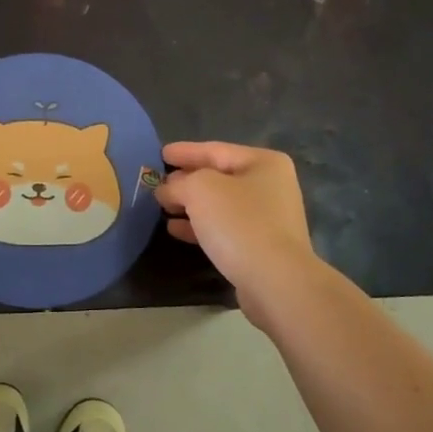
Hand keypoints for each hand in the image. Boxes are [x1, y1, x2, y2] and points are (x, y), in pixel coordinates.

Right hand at [153, 142, 320, 327]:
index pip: (215, 150)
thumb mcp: (200, 190)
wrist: (275, 281)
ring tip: (162, 207)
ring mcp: (268, 219)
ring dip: (190, 205)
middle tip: (157, 182)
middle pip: (218, 177)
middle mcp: (270, 187)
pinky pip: (223, 228)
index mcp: (264, 163)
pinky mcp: (260, 247)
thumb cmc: (239, 223)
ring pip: (219, 205)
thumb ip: (178, 183)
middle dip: (186, 180)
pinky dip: (200, 226)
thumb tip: (166, 190)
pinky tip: (175, 229)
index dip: (185, 152)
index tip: (160, 154)